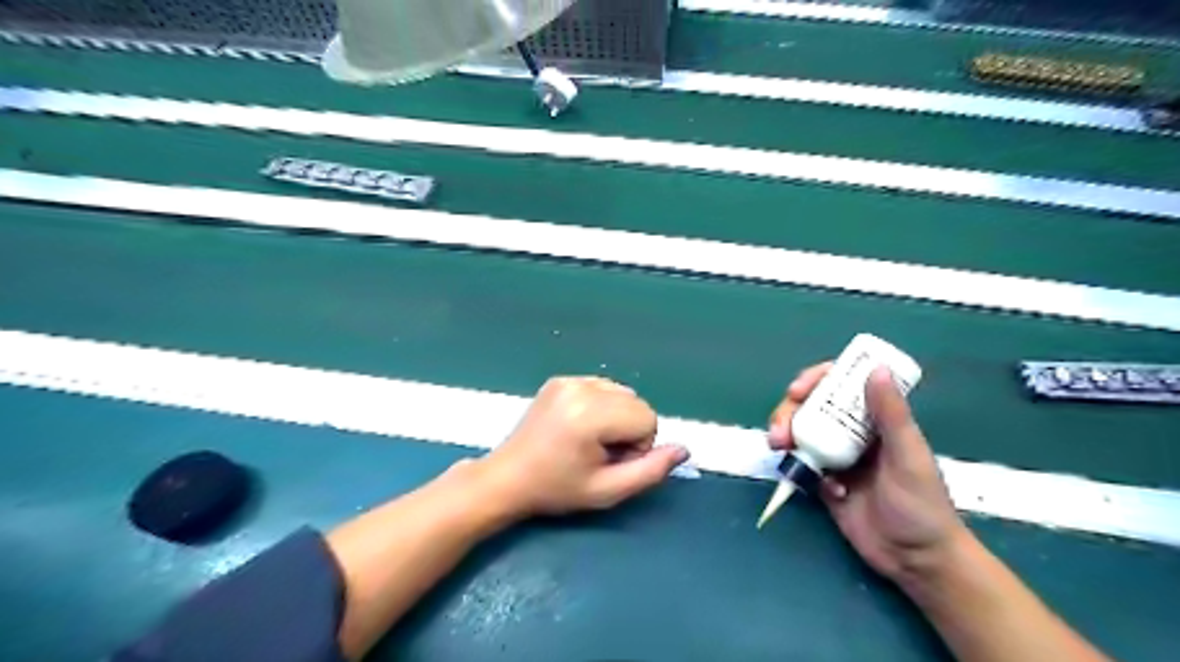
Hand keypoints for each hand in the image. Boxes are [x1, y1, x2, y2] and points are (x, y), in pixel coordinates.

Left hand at [474, 375, 686, 519]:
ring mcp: (569, 380)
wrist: (508, 478)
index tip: (610, 462)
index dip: (638, 446)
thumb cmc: (557, 490)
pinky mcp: (560, 379)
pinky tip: (578, 426)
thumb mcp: (607, 491)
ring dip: (617, 417)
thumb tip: (684, 449)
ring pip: (622, 393)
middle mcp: (581, 387)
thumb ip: (650, 471)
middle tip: (598, 454)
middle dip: (629, 430)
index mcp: (591, 414)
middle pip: (637, 403)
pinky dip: (601, 406)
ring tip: (588, 440)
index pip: (648, 418)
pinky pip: (602, 387)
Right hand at [772, 364, 973, 580]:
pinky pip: (801, 464)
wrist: (916, 560)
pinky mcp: (823, 481)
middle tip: (779, 429)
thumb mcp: (907, 456)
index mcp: (875, 419)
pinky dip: (799, 468)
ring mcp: (836, 456)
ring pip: (800, 432)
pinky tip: (820, 488)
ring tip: (779, 448)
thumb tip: (876, 367)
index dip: (816, 380)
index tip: (797, 390)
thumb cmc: (922, 505)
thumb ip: (891, 414)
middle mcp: (852, 432)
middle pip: (811, 406)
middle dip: (789, 412)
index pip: (841, 385)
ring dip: (785, 435)